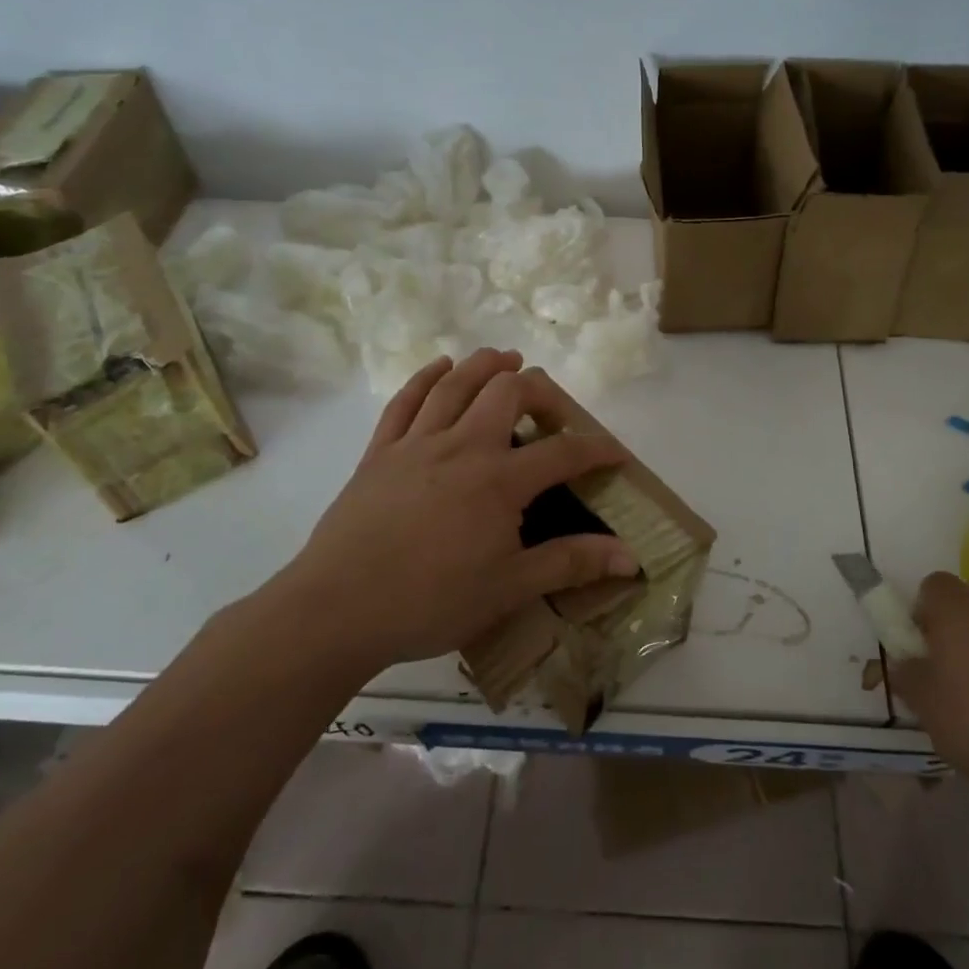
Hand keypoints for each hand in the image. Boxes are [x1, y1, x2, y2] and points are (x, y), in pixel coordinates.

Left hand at [266, 349, 635, 672]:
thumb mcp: (510, 588)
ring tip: (507, 358)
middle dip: (540, 390)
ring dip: (487, 364)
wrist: (337, 610)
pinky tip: (441, 366)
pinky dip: (427, 376)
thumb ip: (571, 564)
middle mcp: (462, 446)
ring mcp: (416, 443)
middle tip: (551, 411)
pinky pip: (405, 400)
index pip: (563, 452)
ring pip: (456, 383)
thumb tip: (631, 557)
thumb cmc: (430, 602)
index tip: (617, 454)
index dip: (597, 449)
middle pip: (508, 391)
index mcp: (499, 480)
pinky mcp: (379, 451)